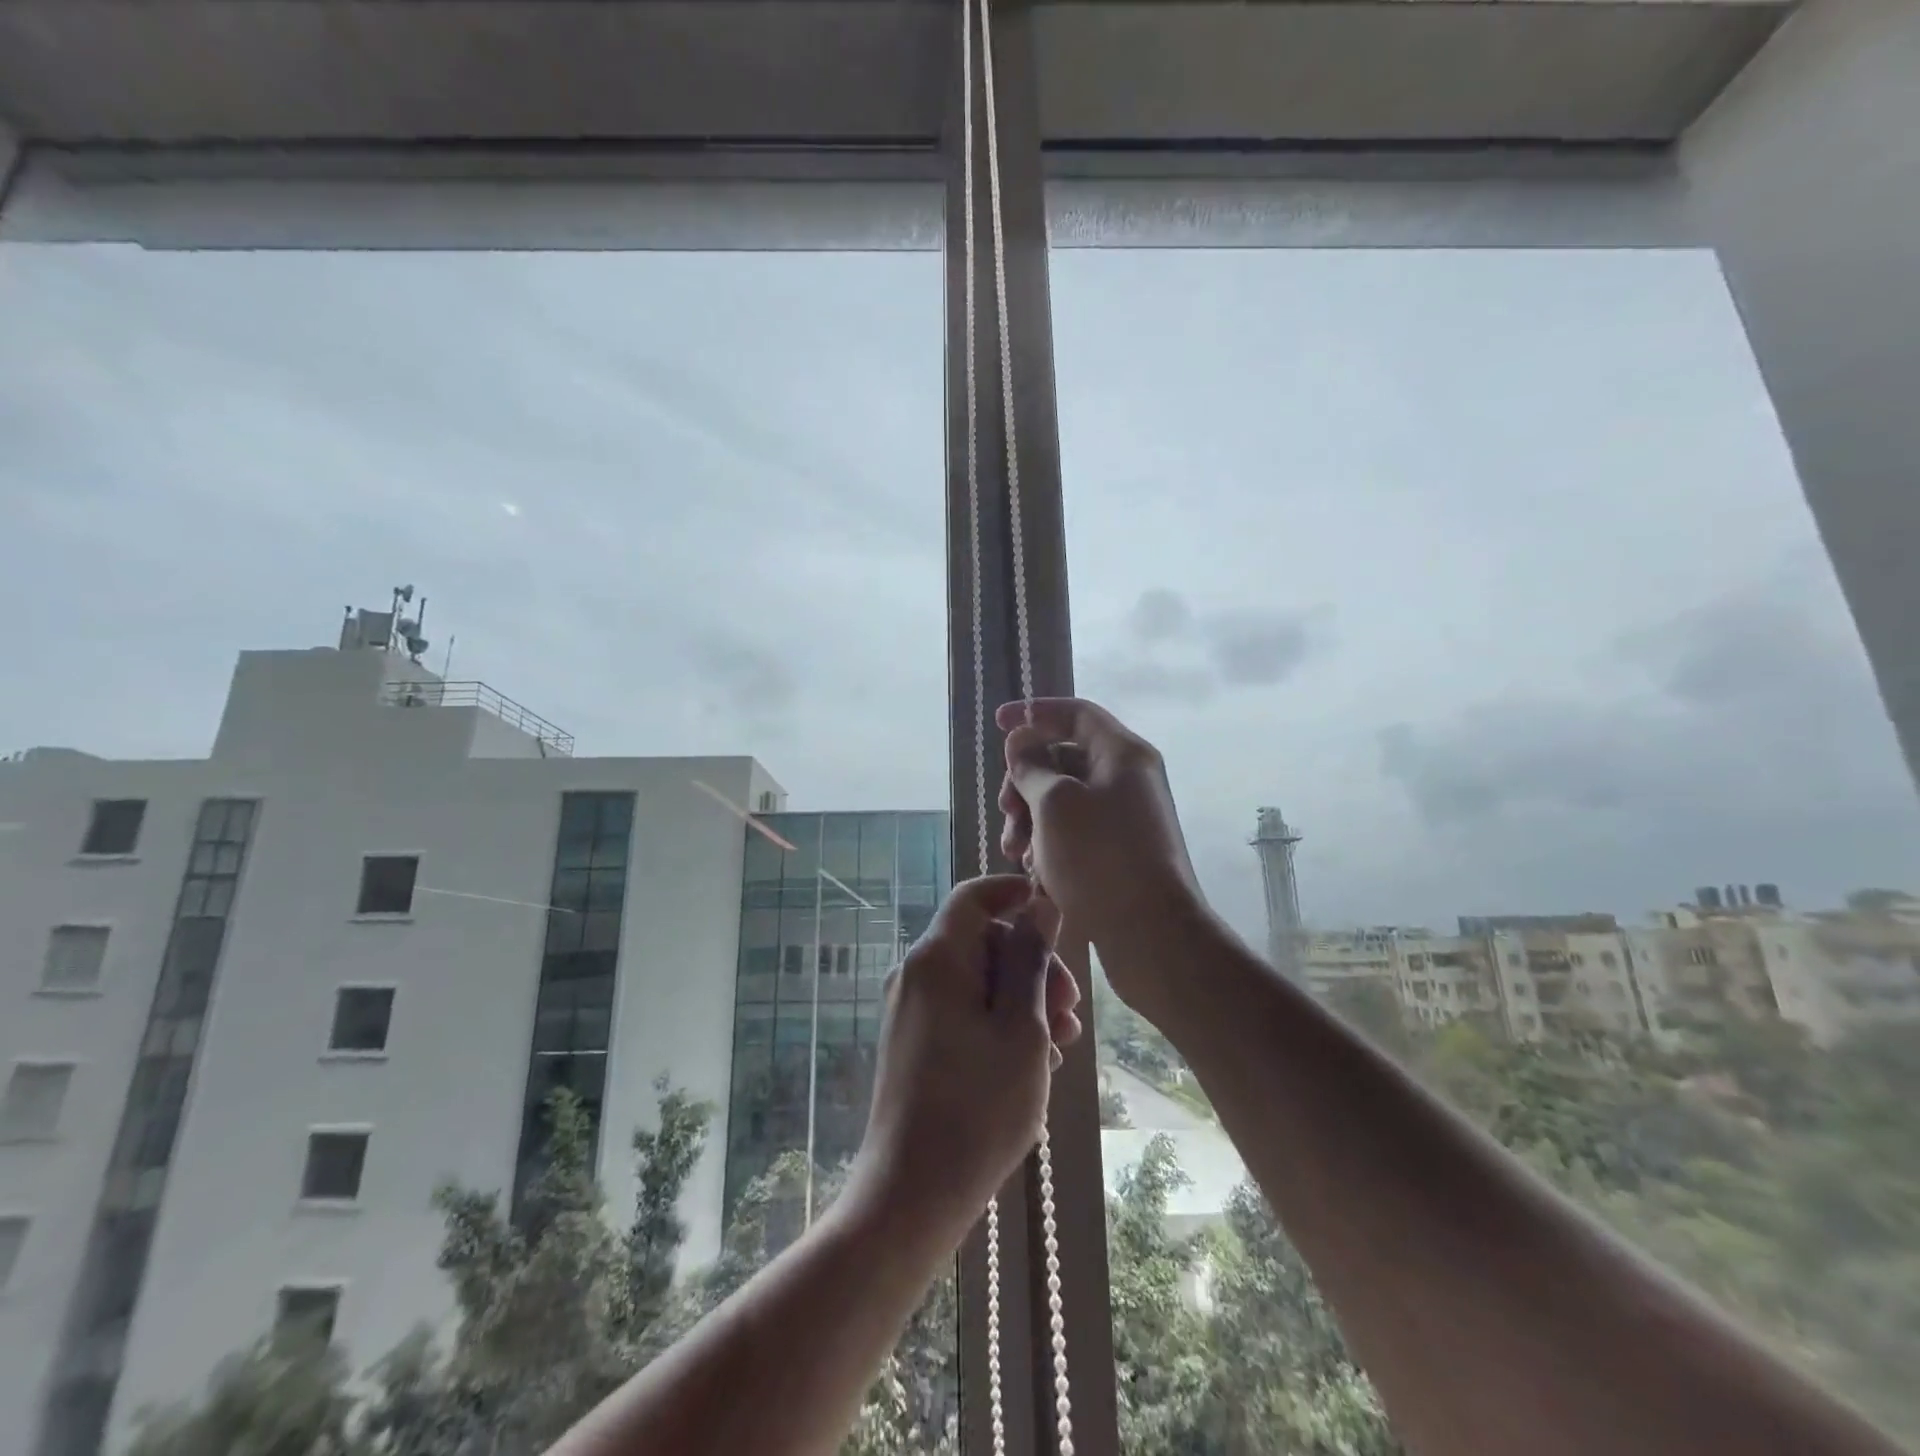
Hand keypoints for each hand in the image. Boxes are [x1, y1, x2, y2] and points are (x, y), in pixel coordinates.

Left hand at [847, 875, 1081, 1250]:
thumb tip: (1039, 906)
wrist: (912, 1193)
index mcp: (937, 959)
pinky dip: (997, 1021)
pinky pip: (961, 1010)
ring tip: (1061, 1043)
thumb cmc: (978, 1107)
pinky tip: (1032, 1061)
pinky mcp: (913, 1042)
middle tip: (1071, 1009)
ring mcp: (910, 1010)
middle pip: (981, 941)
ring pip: (976, 979)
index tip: (1052, 909)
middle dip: (1031, 964)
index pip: (973, 897)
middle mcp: (915, 974)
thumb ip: (1031, 959)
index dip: (1012, 892)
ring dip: (1022, 999)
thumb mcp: (1021, 1028)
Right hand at [997, 698, 1208, 1013]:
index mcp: (1122, 754)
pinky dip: (1049, 842)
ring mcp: (1125, 817)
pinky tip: (1034, 869)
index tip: (998, 724)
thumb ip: (1031, 766)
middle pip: (1065, 758)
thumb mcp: (1054, 803)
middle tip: (1005, 808)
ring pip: (1064, 799)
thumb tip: (1022, 744)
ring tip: (1015, 850)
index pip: (1075, 713)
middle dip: (1025, 779)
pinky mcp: (1119, 852)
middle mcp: (1128, 779)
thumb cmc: (1100, 858)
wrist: (1152, 935)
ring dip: (1030, 817)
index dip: (1034, 713)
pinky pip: (1075, 831)